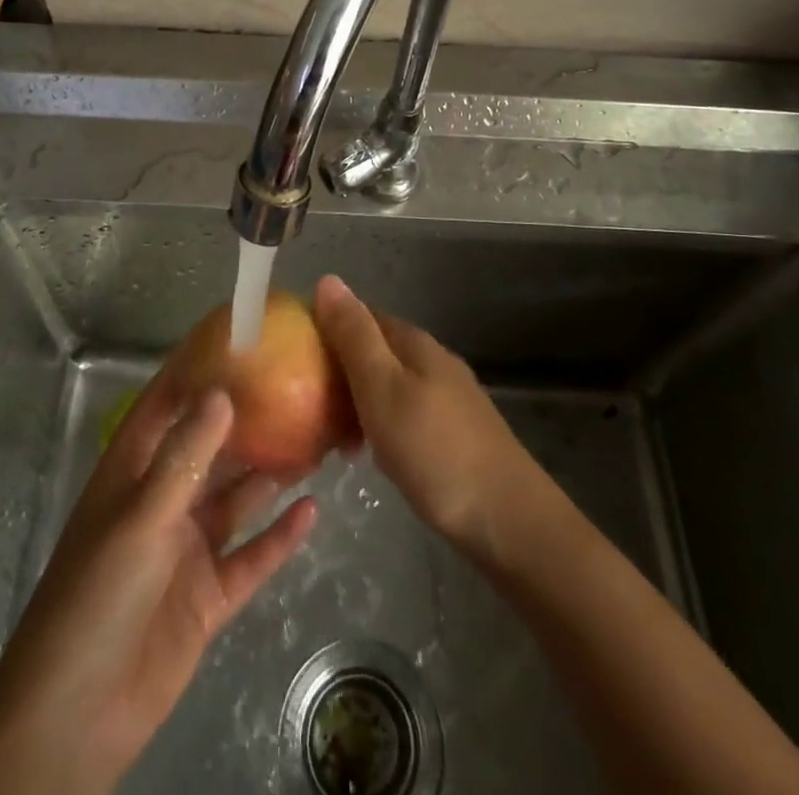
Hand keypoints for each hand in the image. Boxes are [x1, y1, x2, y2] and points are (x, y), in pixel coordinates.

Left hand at [0, 376, 316, 794]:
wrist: (74, 721)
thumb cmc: (95, 599)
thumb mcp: (140, 518)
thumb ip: (183, 457)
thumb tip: (223, 391)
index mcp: (133, 471)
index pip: (167, 402)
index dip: (198, 366)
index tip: (238, 333)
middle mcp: (163, 499)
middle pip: (212, 447)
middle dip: (250, 419)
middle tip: (298, 384)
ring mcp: (187, 548)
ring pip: (237, 497)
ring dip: (272, 472)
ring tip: (317, 437)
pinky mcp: (208, 595)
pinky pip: (251, 556)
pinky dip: (279, 536)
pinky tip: (312, 511)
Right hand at [313, 274, 544, 556]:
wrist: (507, 519)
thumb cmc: (434, 450)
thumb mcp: (382, 389)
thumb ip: (354, 336)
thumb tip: (327, 279)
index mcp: (413, 342)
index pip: (360, 314)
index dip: (325, 325)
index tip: (290, 351)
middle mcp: (431, 359)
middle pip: (374, 349)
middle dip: (337, 367)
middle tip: (302, 401)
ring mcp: (447, 395)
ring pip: (387, 382)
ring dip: (355, 399)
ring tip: (328, 434)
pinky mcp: (454, 430)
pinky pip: (402, 410)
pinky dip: (378, 422)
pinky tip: (368, 453)